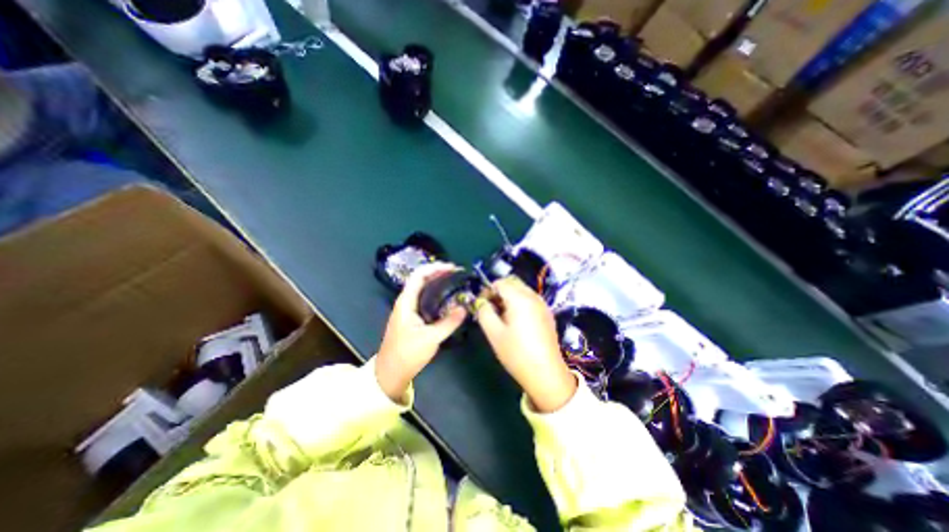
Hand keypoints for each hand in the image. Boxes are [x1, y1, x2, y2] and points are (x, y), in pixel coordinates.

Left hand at [376, 262, 467, 403]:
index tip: (452, 268)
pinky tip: (447, 299)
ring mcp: (408, 309)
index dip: (435, 268)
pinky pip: (424, 298)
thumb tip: (465, 308)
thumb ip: (449, 322)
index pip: (419, 275)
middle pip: (421, 279)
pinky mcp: (412, 317)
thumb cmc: (407, 354)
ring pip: (423, 288)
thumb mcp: (431, 339)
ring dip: (437, 282)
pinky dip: (436, 294)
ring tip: (455, 282)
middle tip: (457, 273)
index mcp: (406, 302)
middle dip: (438, 273)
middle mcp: (406, 302)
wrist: (390, 373)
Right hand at [479, 276, 573, 412]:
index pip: (500, 282)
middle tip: (490, 308)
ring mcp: (543, 304)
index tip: (482, 304)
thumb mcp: (494, 333)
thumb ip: (484, 312)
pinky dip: (520, 301)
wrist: (546, 373)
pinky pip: (530, 298)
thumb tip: (481, 302)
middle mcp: (533, 296)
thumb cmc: (517, 354)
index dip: (488, 290)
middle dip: (499, 290)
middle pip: (513, 282)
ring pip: (522, 289)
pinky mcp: (547, 313)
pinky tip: (516, 320)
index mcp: (520, 299)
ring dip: (509, 295)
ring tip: (502, 315)